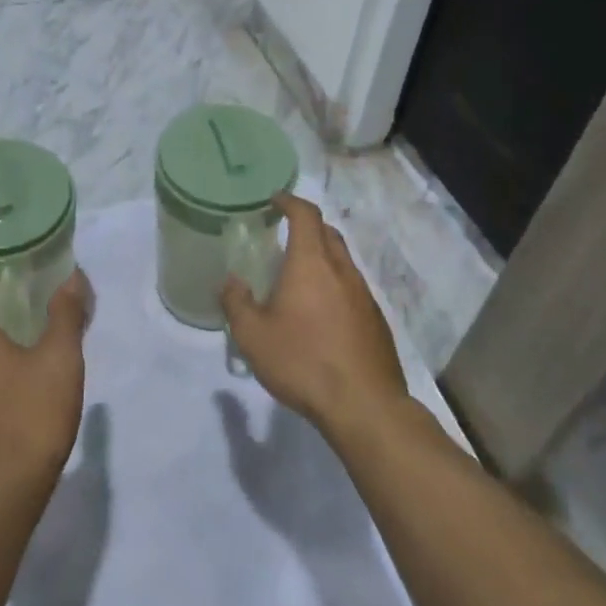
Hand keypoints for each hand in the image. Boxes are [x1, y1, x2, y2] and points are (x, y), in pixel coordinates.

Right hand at [222, 196, 409, 438]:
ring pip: (342, 261)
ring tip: (298, 276)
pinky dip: (333, 284)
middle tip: (283, 235)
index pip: (305, 215)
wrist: (364, 405)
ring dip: (321, 256)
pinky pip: (351, 287)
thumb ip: (236, 303)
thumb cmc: (303, 362)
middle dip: (306, 226)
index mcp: (311, 264)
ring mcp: (363, 295)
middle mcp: (341, 270)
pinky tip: (320, 312)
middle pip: (327, 233)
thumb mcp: (253, 336)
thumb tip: (230, 282)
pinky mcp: (375, 320)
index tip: (274, 200)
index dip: (289, 202)